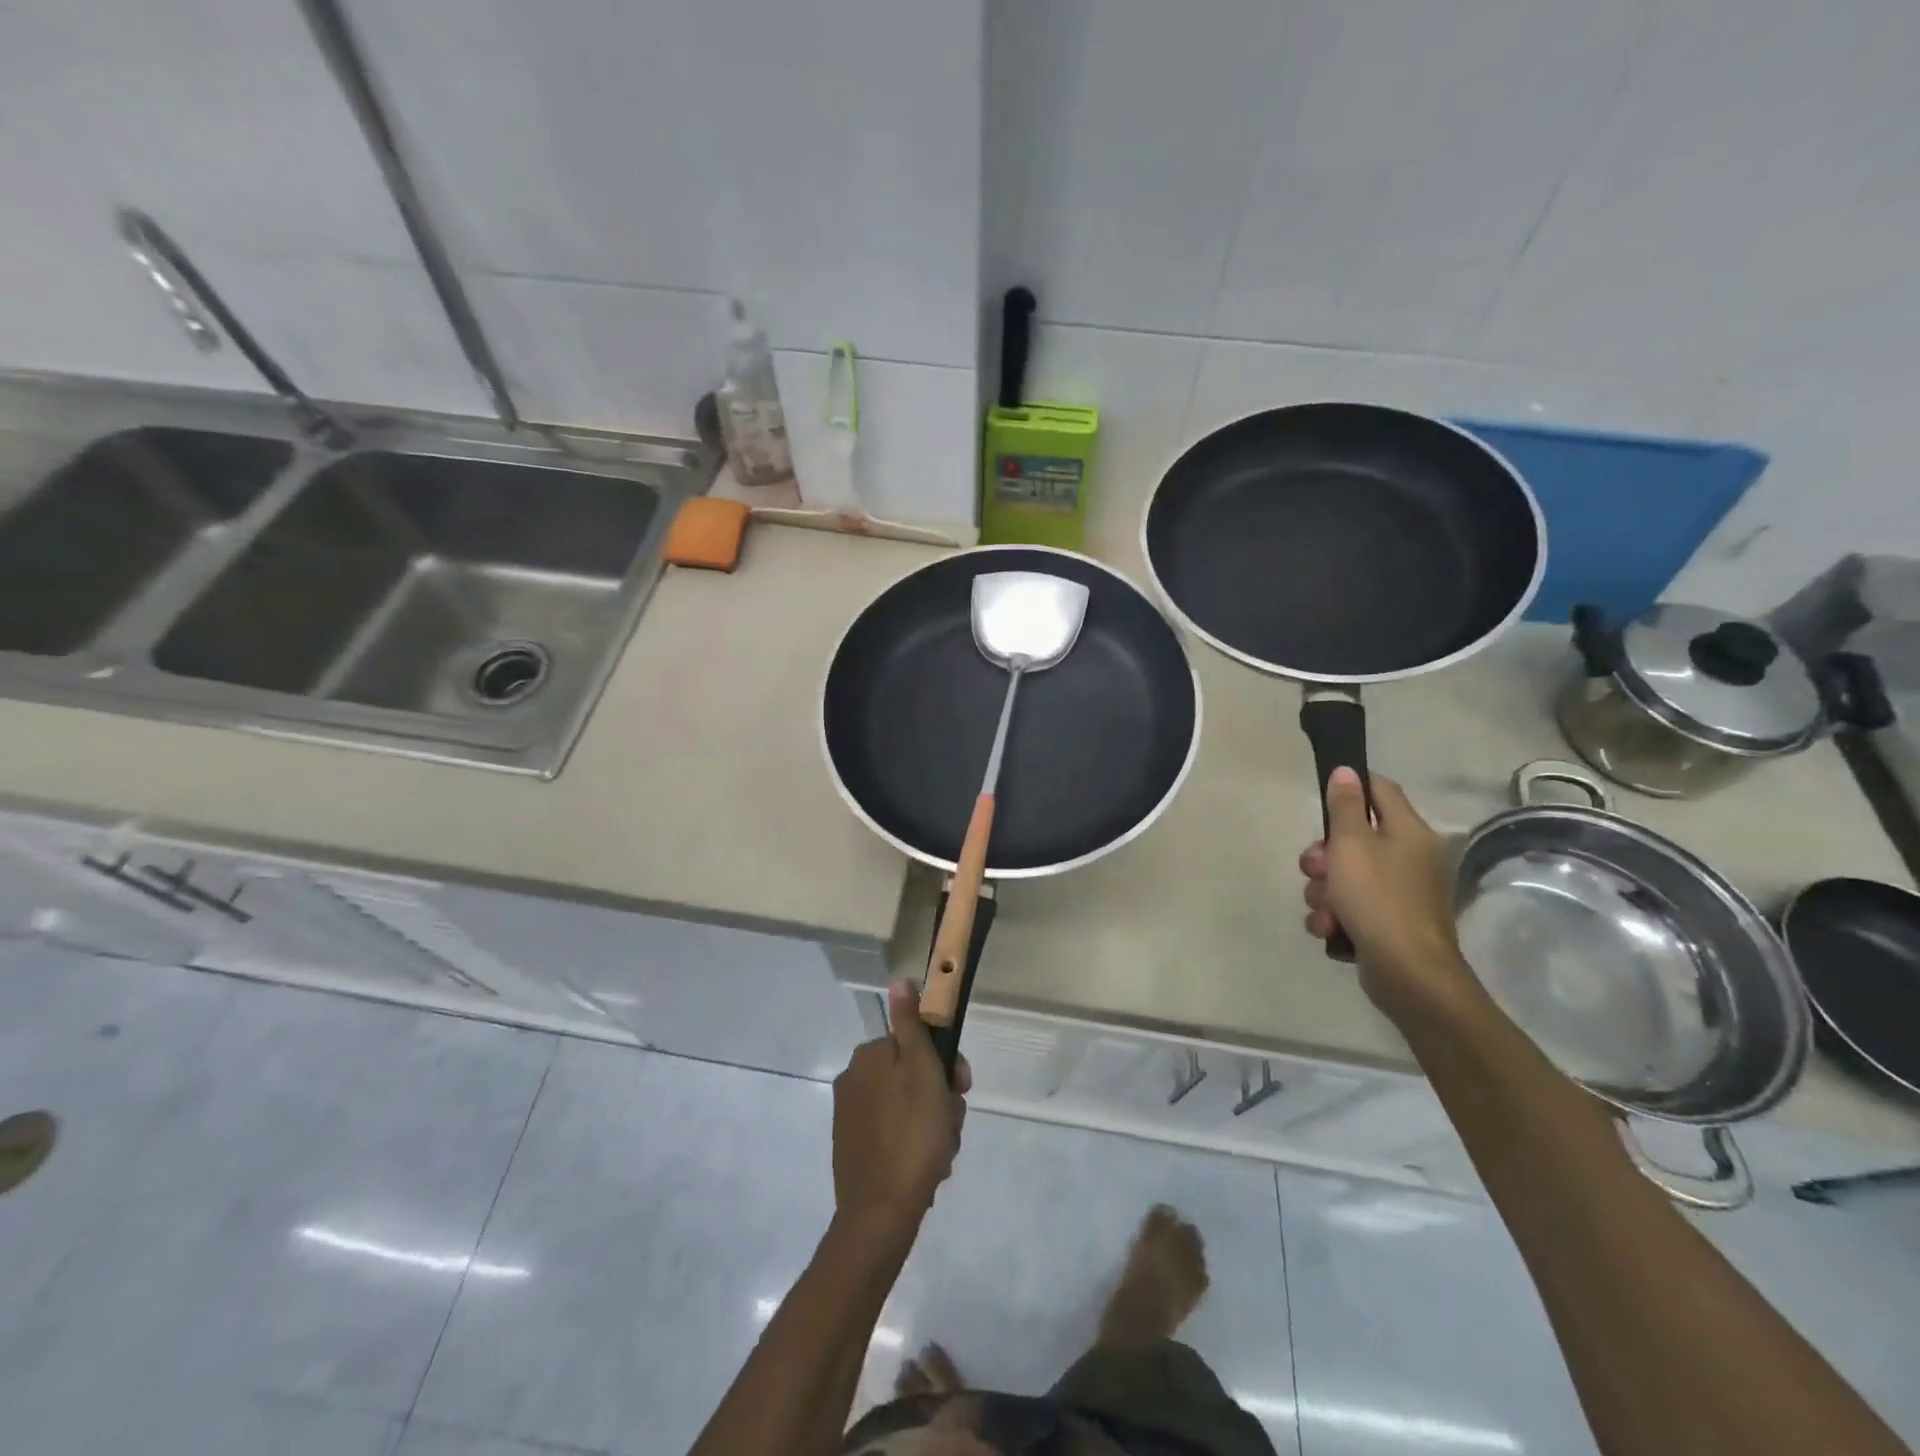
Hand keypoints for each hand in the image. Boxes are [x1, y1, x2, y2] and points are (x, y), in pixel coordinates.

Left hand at [831, 981, 969, 1237]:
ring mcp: (851, 1119)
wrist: (881, 1214)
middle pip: (913, 1078)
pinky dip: (914, 1148)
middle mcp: (854, 1081)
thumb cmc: (912, 1135)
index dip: (945, 1065)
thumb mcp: (922, 1070)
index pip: (916, 1044)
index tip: (961, 1088)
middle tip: (951, 1128)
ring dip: (932, 1127)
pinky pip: (896, 1136)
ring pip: (909, 1109)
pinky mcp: (854, 1151)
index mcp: (868, 1057)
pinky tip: (926, 1170)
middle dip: (939, 1100)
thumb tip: (900, 980)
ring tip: (941, 1155)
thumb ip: (912, 1024)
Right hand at [1300, 767, 1479, 1022]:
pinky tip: (1329, 929)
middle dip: (1323, 856)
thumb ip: (1345, 807)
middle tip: (1315, 869)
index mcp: (1409, 832)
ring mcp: (1400, 892)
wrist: (1407, 974)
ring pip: (1344, 876)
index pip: (1380, 790)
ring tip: (1324, 910)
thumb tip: (1346, 771)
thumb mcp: (1351, 845)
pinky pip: (1350, 906)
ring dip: (1323, 891)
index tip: (1322, 796)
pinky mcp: (1388, 923)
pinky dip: (1335, 916)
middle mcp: (1409, 857)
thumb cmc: (1378, 899)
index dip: (1351, 786)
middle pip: (1353, 838)